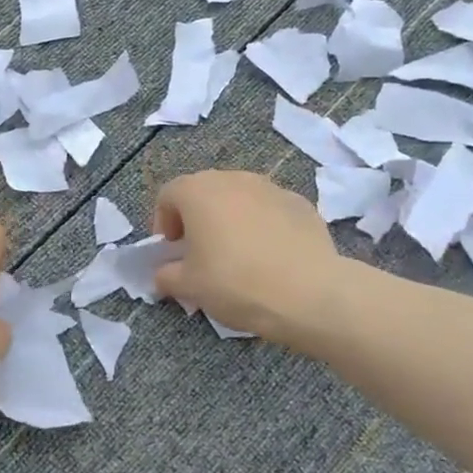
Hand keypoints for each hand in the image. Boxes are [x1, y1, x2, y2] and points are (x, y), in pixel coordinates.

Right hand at [152, 171, 343, 350]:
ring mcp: (271, 187)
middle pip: (204, 192)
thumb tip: (164, 273)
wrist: (309, 293)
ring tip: (237, 255)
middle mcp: (233, 179)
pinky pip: (269, 210)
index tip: (171, 252)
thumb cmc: (235, 283)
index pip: (168, 195)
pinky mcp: (300, 203)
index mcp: (198, 191)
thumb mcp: (189, 287)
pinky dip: (262, 226)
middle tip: (200, 253)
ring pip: (239, 198)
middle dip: (197, 219)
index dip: (163, 223)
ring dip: (230, 220)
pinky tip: (270, 257)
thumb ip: (166, 275)